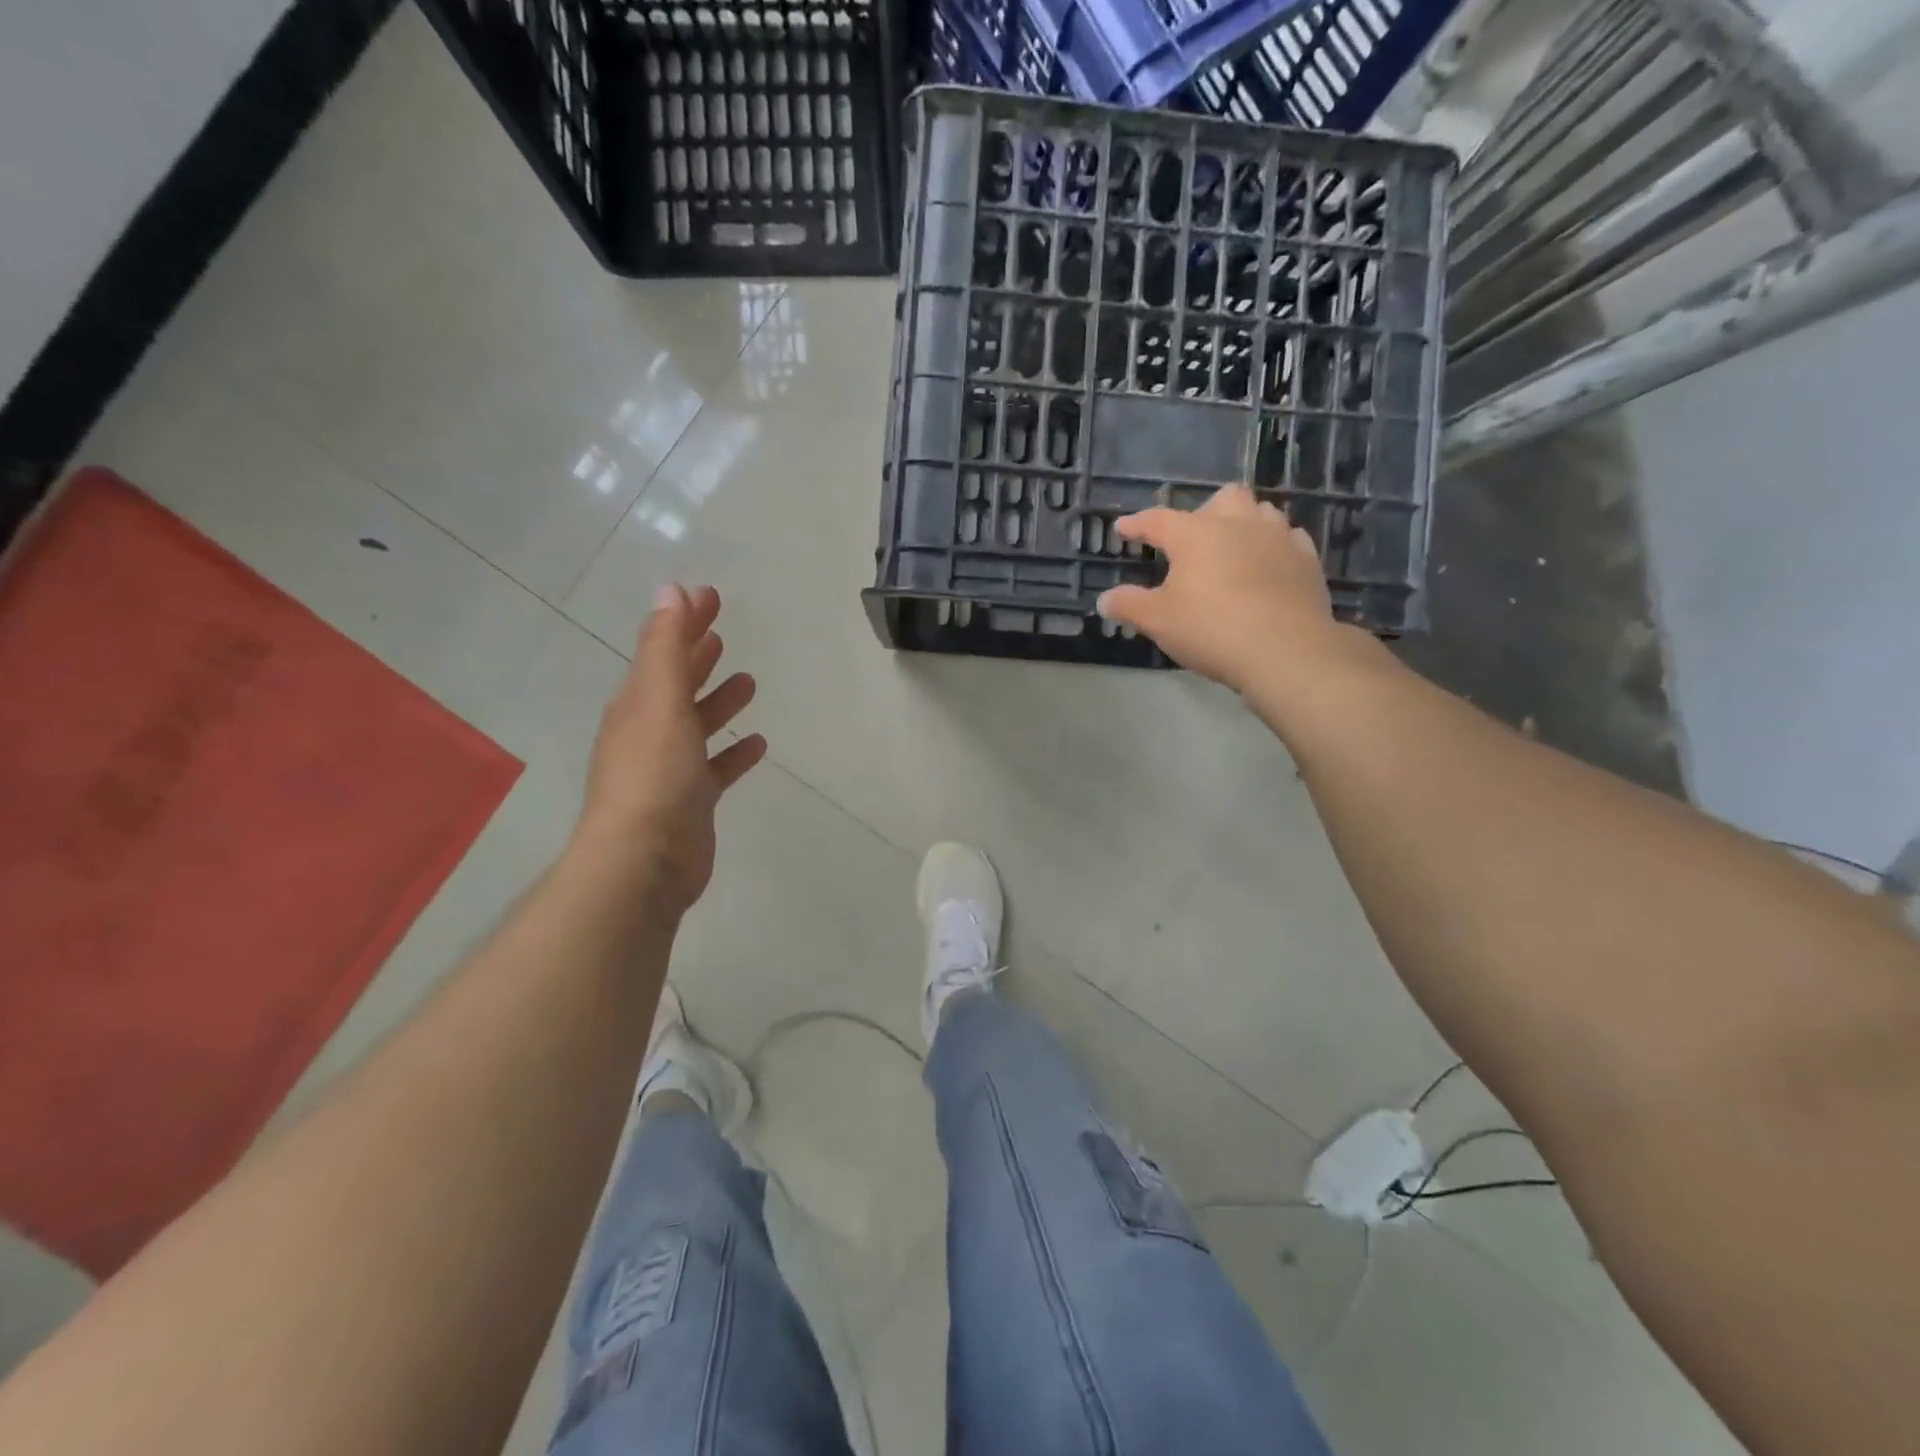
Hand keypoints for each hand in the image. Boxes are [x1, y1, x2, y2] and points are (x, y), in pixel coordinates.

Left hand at [574, 584, 766, 914]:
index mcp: (638, 703)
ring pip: (698, 723)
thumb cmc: (653, 774)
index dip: (685, 620)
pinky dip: (734, 752)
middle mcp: (650, 730)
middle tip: (722, 628)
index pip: (662, 650)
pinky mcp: (692, 800)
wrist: (644, 860)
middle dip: (698, 653)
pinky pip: (717, 767)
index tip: (710, 594)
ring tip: (748, 681)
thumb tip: (671, 589)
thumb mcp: (659, 701)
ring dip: (718, 700)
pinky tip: (756, 743)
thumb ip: (667, 647)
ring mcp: (670, 768)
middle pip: (677, 682)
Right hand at [1096, 485, 1368, 694]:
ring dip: (1244, 523)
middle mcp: (1238, 524)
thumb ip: (1129, 605)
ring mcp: (1278, 538)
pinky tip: (1268, 564)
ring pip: (1261, 512)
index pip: (1157, 520)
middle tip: (1192, 539)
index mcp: (1195, 534)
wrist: (1285, 650)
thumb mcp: (1158, 621)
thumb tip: (1104, 600)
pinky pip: (1290, 539)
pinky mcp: (1307, 560)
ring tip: (1232, 548)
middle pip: (1222, 499)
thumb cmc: (1211, 629)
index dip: (1136, 524)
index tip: (1123, 529)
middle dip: (1204, 512)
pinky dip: (1274, 546)